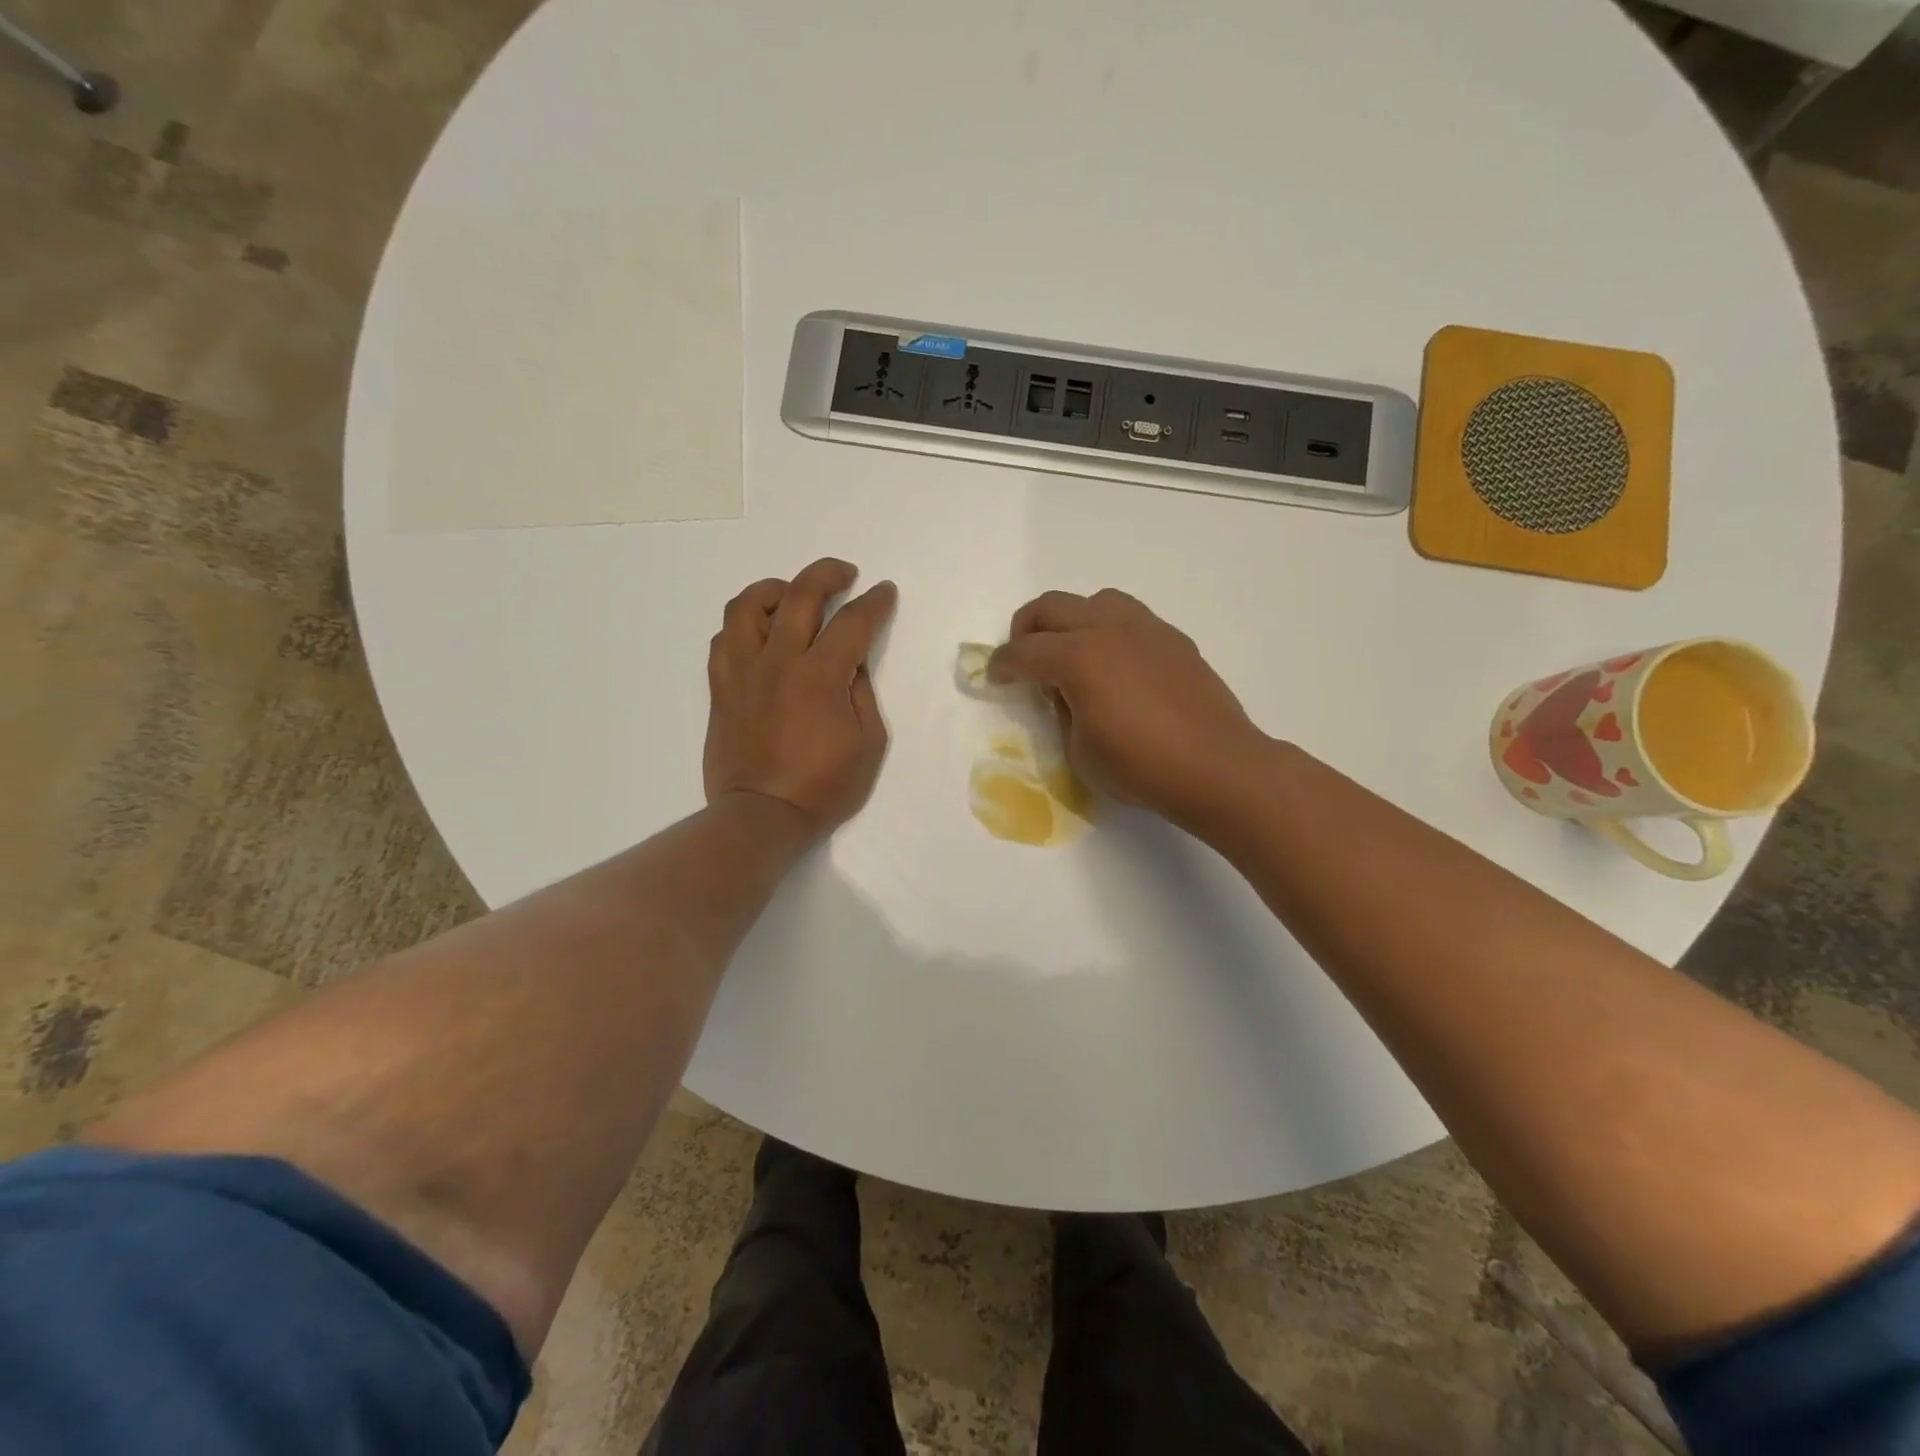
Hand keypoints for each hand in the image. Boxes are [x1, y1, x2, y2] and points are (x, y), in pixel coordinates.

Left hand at [705, 558, 897, 838]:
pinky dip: (744, 624)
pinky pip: (724, 638)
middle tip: (845, 575)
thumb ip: (863, 694)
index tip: (884, 591)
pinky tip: (760, 634)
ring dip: (775, 589)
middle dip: (828, 574)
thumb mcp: (869, 745)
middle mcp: (778, 662)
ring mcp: (743, 672)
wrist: (762, 816)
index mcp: (820, 677)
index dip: (874, 602)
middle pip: (799, 594)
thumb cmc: (823, 787)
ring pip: (748, 606)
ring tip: (792, 596)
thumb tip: (852, 663)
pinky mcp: (721, 687)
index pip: (853, 622)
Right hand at [989, 589, 1268, 828]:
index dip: (1001, 665)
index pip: (1023, 652)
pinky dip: (1109, 631)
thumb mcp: (1080, 751)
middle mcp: (1108, 629)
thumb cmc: (1141, 767)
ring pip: (1094, 600)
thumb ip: (1063, 713)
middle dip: (1026, 629)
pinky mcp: (1173, 639)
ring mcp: (1145, 628)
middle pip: (1051, 607)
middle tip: (1023, 658)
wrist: (1217, 767)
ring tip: (1072, 652)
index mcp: (1078, 658)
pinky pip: (1129, 618)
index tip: (994, 678)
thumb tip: (1065, 694)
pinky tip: (1116, 665)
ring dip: (1071, 620)